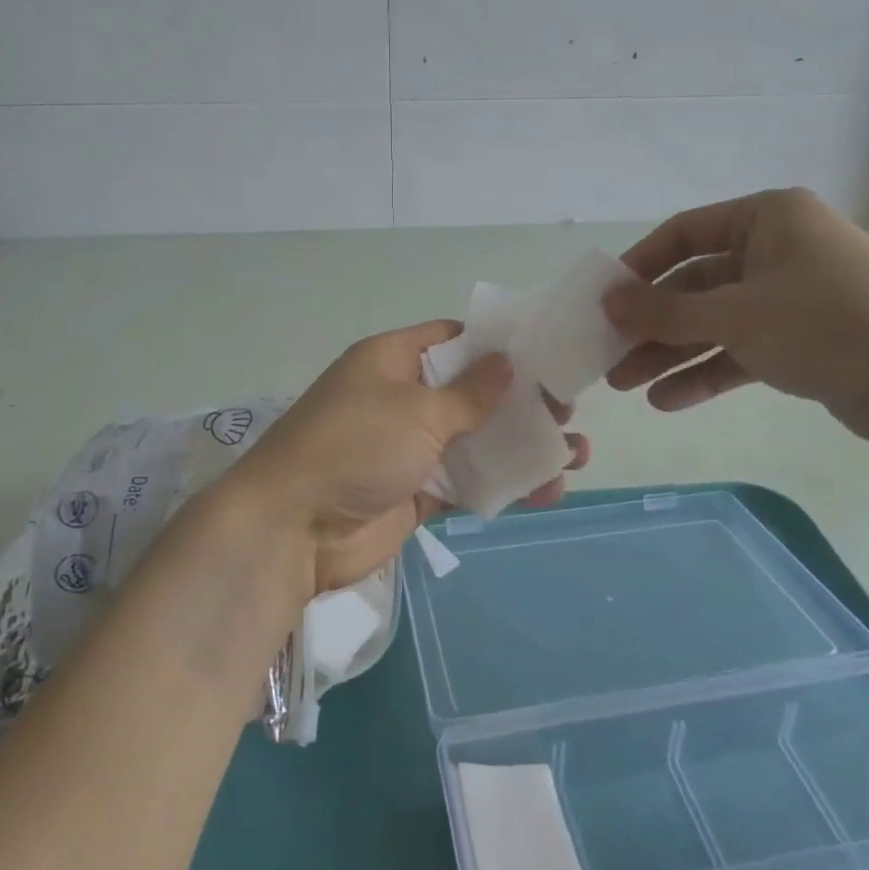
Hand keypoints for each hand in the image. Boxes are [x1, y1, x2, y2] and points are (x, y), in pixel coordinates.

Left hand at [235, 321, 589, 592]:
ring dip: (522, 446)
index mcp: (393, 360)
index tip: (546, 354)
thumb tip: (507, 362)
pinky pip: (468, 482)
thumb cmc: (354, 446)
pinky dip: (504, 485)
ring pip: (476, 440)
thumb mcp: (416, 410)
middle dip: (521, 401)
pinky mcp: (416, 492)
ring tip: (576, 453)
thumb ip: (470, 393)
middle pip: (472, 392)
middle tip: (569, 409)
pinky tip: (548, 489)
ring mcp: (410, 448)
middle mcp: (402, 398)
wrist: (292, 529)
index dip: (497, 345)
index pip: (452, 340)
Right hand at [604, 188, 868, 442]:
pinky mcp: (806, 339)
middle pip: (697, 283)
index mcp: (768, 218)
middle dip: (653, 323)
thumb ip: (665, 312)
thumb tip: (608, 303)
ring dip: (672, 352)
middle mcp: (780, 249)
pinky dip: (708, 371)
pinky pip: (743, 349)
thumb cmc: (827, 326)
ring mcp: (794, 296)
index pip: (684, 232)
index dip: (640, 265)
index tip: (606, 298)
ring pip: (717, 321)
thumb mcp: (736, 315)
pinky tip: (668, 400)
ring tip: (627, 385)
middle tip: (610, 354)